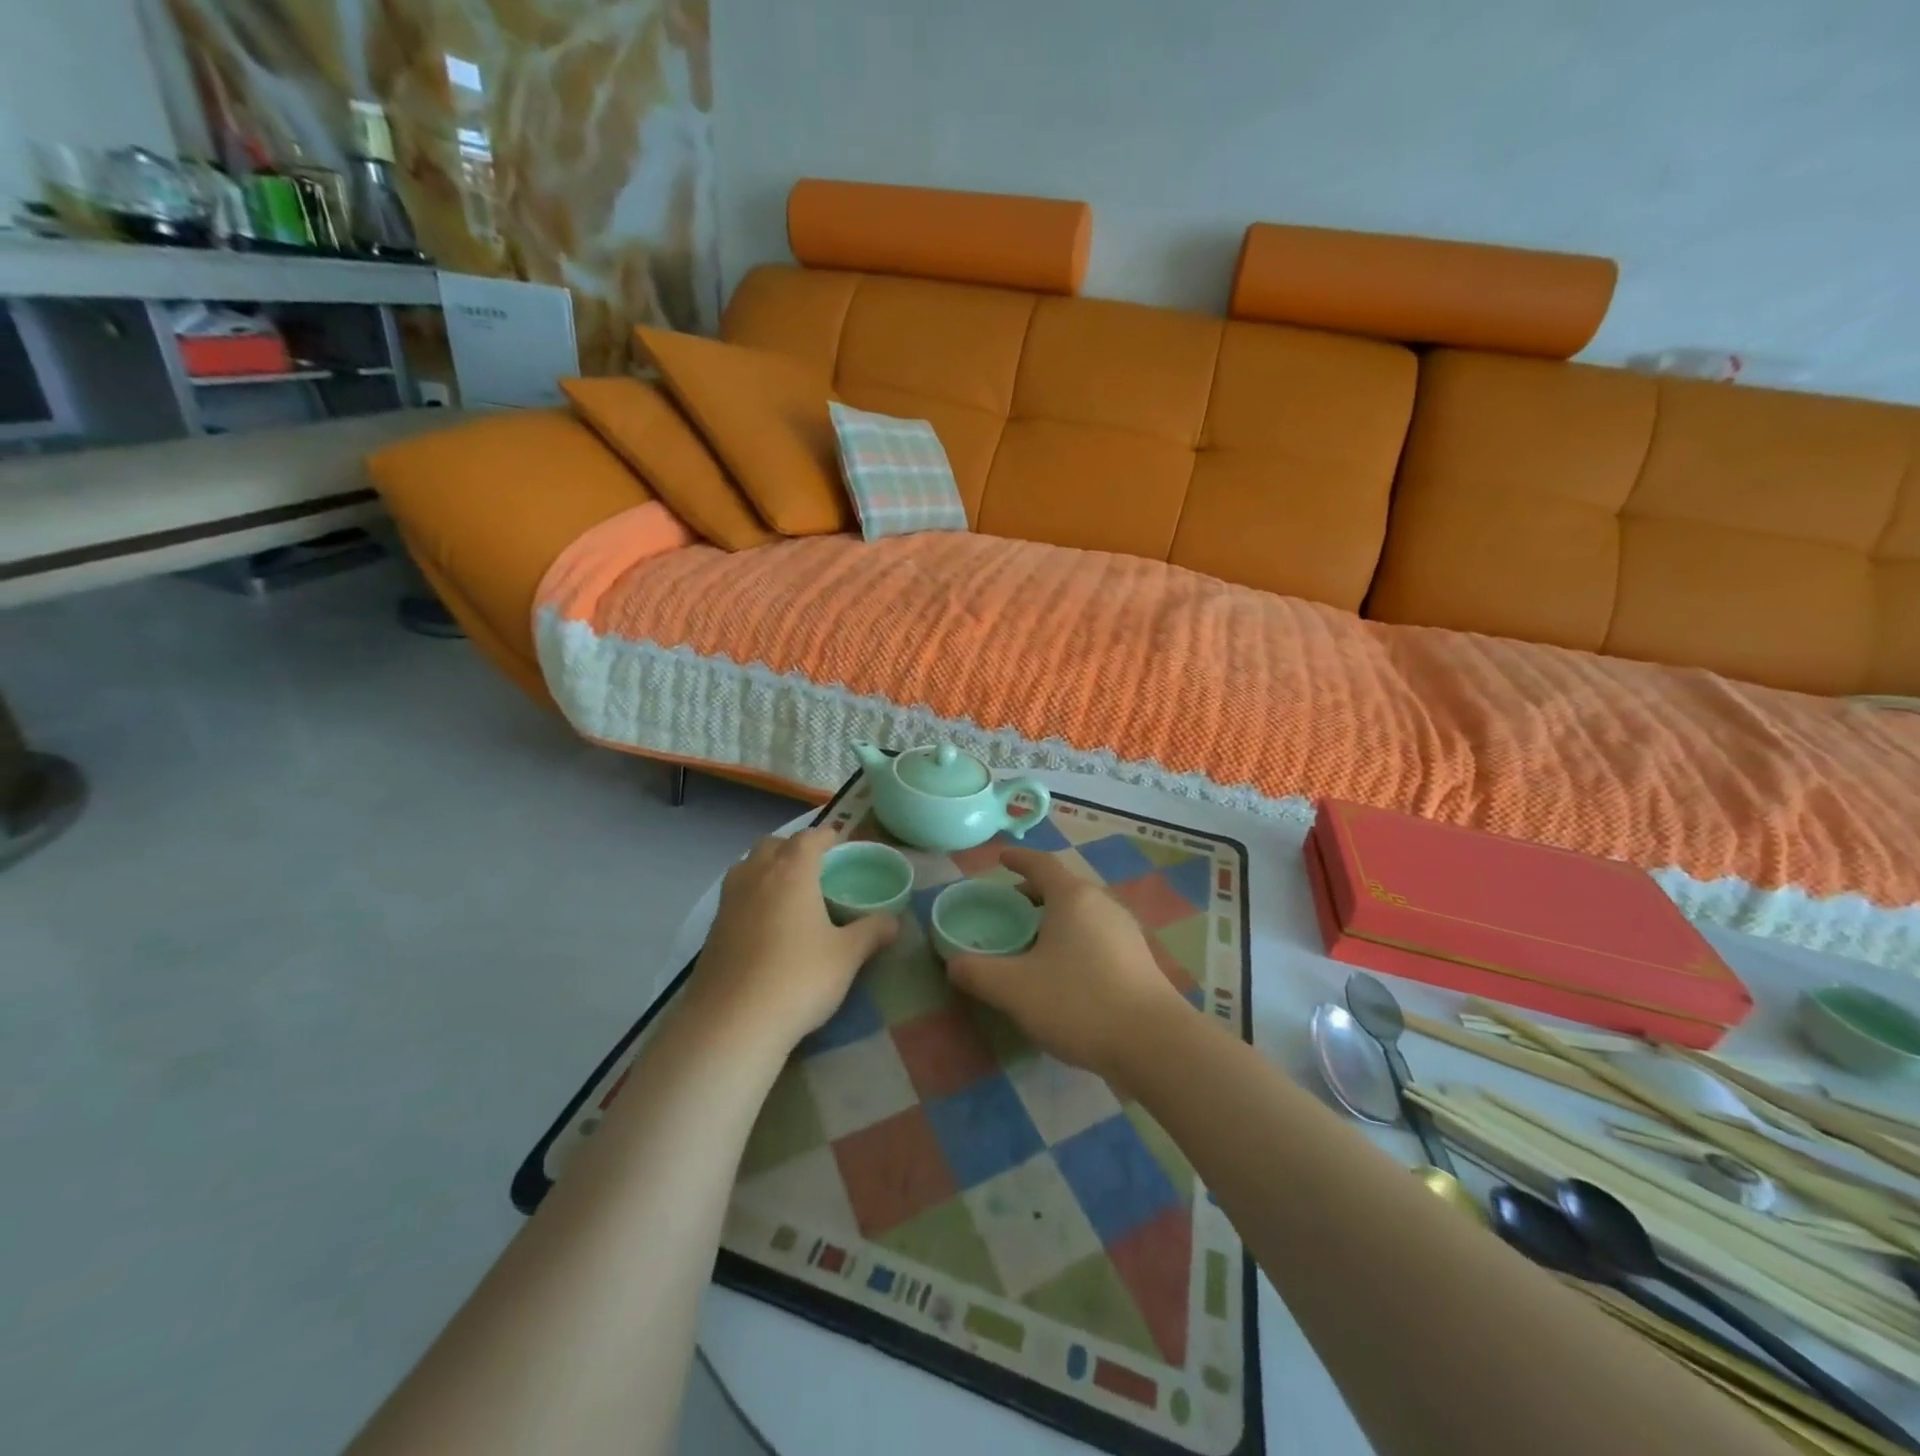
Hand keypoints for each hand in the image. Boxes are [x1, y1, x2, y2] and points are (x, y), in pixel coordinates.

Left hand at [689, 828, 898, 1051]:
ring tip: (787, 890)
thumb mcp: (847, 956)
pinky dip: (751, 895)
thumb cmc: (799, 979)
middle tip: (814, 866)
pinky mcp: (712, 929)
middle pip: (772, 844)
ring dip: (766, 867)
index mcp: (792, 872)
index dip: (826, 836)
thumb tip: (894, 921)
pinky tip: (764, 924)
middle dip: (793, 847)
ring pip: (747, 866)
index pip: (809, 838)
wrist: (732, 1023)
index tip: (838, 842)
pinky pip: (734, 895)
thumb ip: (872, 932)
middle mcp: (756, 875)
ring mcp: (728, 901)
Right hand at [947, 848, 1192, 1084]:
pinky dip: (1074, 938)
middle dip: (1034, 892)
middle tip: (1009, 907)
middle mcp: (1102, 904)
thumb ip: (977, 972)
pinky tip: (1065, 969)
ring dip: (1055, 917)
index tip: (1000, 858)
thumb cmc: (1079, 1002)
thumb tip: (954, 963)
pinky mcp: (1138, 958)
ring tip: (1033, 940)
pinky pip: (1097, 934)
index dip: (1018, 859)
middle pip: (1063, 887)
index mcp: (1073, 897)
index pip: (1041, 864)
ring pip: (1082, 912)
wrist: (1154, 1043)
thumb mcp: (1015, 989)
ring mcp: (1125, 930)